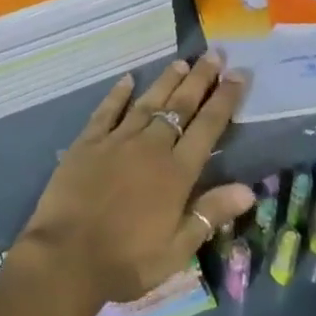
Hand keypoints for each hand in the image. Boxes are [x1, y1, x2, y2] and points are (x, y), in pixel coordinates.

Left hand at [15, 56, 255, 306]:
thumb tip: (248, 189)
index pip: (207, 128)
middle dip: (199, 79)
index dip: (224, 100)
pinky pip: (107, 111)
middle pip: (179, 107)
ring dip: (166, 81)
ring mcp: (116, 141)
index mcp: (176, 173)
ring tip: (182, 62)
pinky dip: (118, 94)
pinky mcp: (87, 142)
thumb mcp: (177, 249)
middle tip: (214, 54)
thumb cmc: (127, 261)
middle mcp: (150, 147)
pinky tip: (127, 79)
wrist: (67, 257)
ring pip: (147, 103)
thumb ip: (209, 213)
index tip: (238, 75)